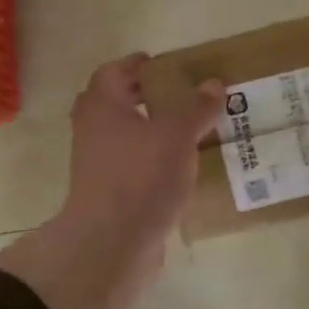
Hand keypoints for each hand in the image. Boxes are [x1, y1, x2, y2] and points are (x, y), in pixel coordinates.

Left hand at [0, 55, 223, 308]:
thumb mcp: (177, 135)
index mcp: (102, 108)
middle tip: (177, 95)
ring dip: (150, 130)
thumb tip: (214, 83)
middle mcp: (94, 133)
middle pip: (114, 104)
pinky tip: (182, 168)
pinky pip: (133, 167)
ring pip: (124, 137)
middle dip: (143, 97)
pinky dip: (153, 161)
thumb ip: (197, 107)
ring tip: (189, 131)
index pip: (112, 72)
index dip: (135, 65)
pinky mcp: (110, 195)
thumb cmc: (140, 177)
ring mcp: (99, 167)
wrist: (111, 245)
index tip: (162, 64)